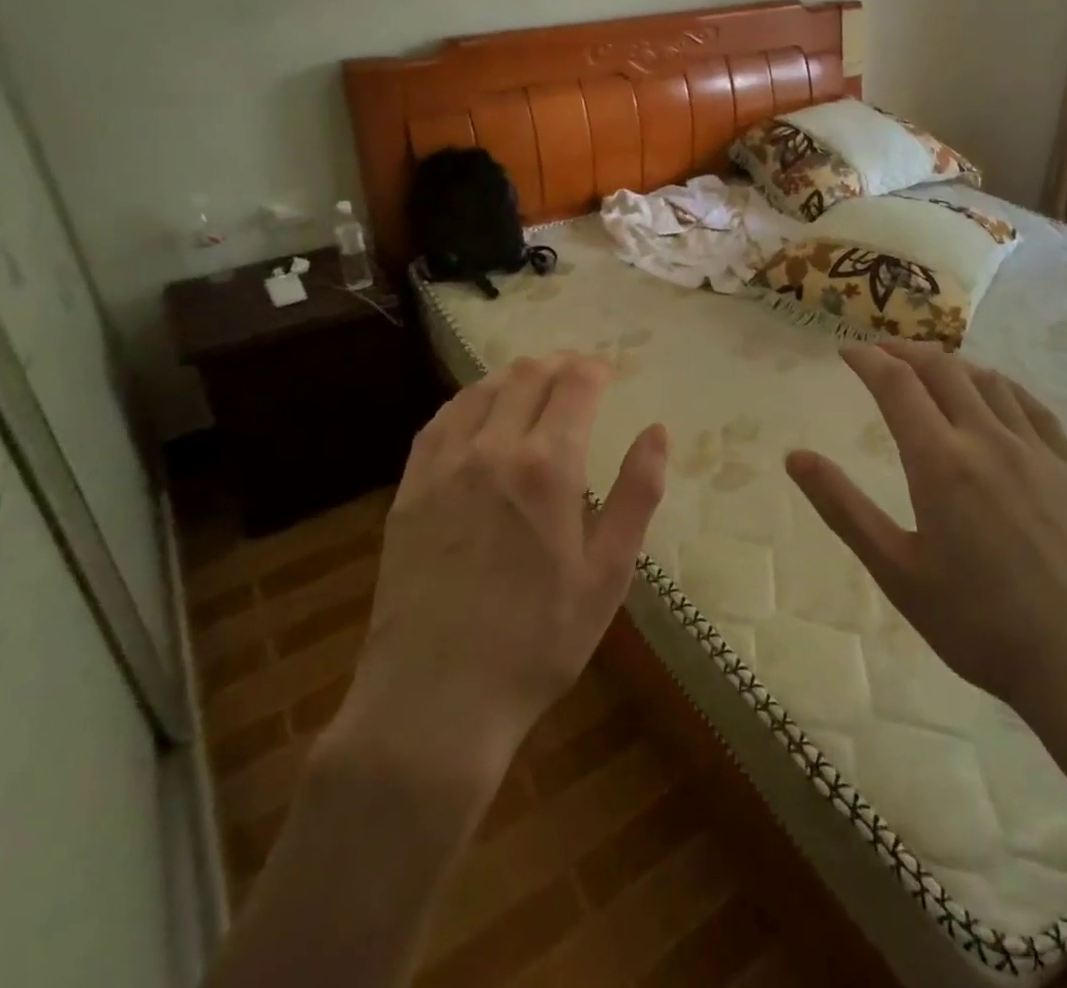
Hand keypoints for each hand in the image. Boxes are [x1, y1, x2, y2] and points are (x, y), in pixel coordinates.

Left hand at [326, 353, 667, 792]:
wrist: (434, 701)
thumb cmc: (538, 641)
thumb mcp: (608, 573)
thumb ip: (636, 494)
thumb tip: (657, 431)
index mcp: (546, 465)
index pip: (574, 384)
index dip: (594, 368)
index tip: (608, 370)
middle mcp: (491, 448)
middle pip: (527, 376)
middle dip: (558, 364)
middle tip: (577, 373)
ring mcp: (442, 466)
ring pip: (481, 391)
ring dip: (514, 376)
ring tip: (534, 384)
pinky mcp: (409, 489)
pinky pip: (440, 422)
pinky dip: (468, 402)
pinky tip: (477, 412)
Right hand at [786, 341, 1066, 797]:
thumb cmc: (979, 624)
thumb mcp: (896, 571)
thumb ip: (843, 507)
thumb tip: (795, 457)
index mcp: (940, 462)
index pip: (897, 385)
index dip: (869, 360)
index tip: (846, 351)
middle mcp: (988, 439)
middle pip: (942, 369)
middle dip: (905, 351)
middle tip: (880, 352)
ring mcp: (1037, 450)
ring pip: (988, 381)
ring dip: (951, 363)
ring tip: (929, 368)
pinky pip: (1032, 406)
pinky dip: (1001, 385)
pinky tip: (995, 394)